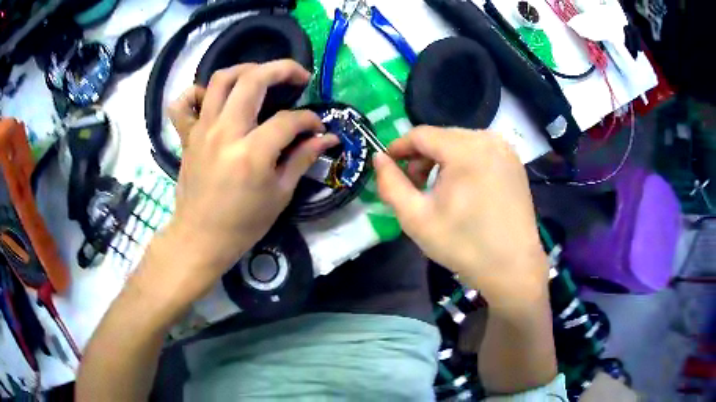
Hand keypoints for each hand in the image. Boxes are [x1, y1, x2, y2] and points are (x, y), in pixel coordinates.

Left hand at [153, 61, 336, 297]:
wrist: (201, 238)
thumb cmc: (243, 223)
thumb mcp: (280, 195)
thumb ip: (302, 159)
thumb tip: (327, 137)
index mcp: (252, 153)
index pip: (289, 120)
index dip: (310, 119)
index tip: (317, 128)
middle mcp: (225, 132)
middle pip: (253, 80)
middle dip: (282, 69)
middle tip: (298, 76)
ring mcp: (202, 131)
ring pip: (220, 80)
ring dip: (245, 69)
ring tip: (261, 76)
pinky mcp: (187, 136)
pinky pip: (183, 103)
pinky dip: (195, 92)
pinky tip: (211, 98)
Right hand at [374, 127, 547, 312]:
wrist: (512, 269)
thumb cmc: (463, 245)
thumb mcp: (416, 218)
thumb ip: (391, 184)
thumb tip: (379, 158)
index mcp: (466, 149)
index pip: (421, 134)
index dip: (399, 147)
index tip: (387, 165)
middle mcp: (489, 139)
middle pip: (442, 137)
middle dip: (421, 157)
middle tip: (414, 186)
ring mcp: (506, 150)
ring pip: (461, 143)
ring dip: (442, 161)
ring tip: (438, 190)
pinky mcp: (515, 162)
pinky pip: (480, 152)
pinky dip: (463, 164)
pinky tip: (463, 189)